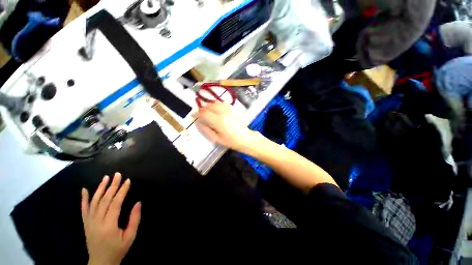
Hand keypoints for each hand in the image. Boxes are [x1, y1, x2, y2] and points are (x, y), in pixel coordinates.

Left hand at [81, 173, 140, 264]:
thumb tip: (138, 203)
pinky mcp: (85, 223)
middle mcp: (97, 221)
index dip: (122, 191)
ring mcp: (89, 222)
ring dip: (100, 188)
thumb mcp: (130, 236)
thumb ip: (134, 219)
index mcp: (109, 225)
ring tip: (105, 177)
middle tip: (118, 174)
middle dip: (112, 186)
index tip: (128, 180)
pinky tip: (84, 190)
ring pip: (94, 202)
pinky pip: (83, 209)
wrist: (100, 262)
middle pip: (104, 200)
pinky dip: (83, 199)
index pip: (115, 203)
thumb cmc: (118, 249)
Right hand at [196, 102, 256, 151]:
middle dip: (202, 109)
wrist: (245, 138)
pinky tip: (217, 108)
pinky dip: (218, 104)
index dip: (196, 113)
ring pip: (216, 103)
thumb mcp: (217, 139)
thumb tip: (198, 124)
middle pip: (209, 106)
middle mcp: (222, 113)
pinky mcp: (232, 111)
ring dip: (209, 106)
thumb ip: (206, 130)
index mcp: (217, 121)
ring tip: (207, 111)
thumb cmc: (231, 141)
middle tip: (200, 114)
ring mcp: (228, 111)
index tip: (193, 116)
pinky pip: (223, 104)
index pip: (204, 113)